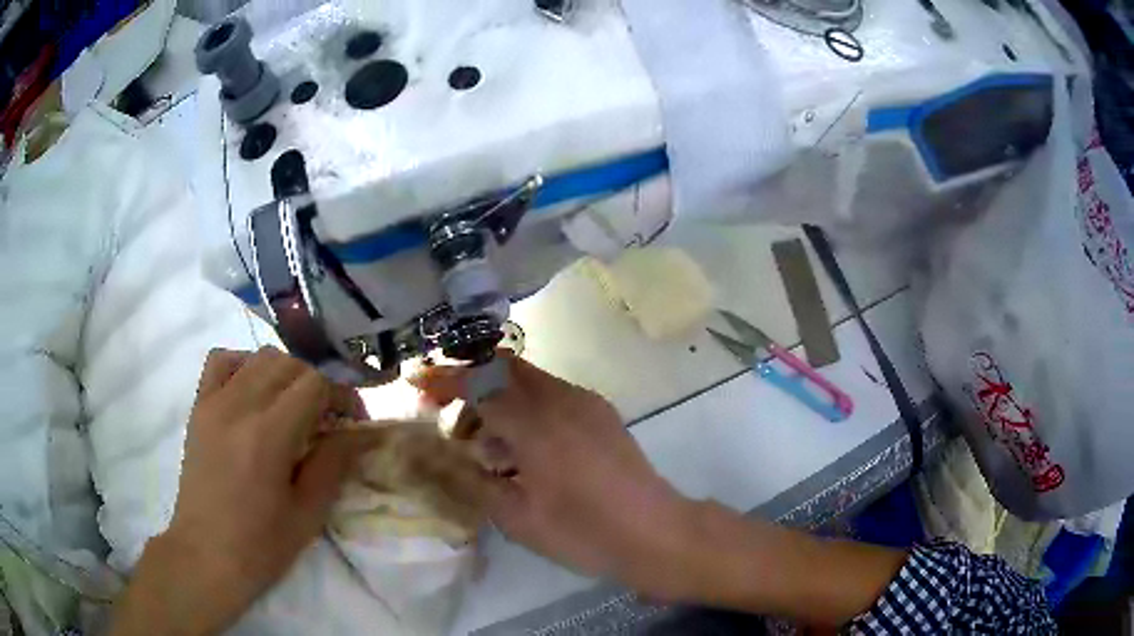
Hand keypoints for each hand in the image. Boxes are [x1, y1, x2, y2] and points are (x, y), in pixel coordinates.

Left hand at [111, 347, 381, 635]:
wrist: (202, 556)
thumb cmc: (258, 547)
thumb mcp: (306, 516)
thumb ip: (330, 465)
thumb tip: (352, 432)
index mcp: (264, 435)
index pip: (313, 384)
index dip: (341, 395)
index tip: (353, 420)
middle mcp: (235, 406)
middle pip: (287, 364)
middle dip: (317, 384)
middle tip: (328, 419)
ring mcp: (211, 403)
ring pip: (257, 358)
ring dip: (284, 374)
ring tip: (293, 408)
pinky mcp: (198, 409)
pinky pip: (220, 363)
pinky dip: (243, 366)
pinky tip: (252, 393)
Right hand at [416, 356, 907, 623]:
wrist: (655, 533)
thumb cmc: (583, 532)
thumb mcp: (516, 517)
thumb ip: (469, 480)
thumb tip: (433, 457)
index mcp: (535, 423)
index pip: (477, 383)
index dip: (443, 382)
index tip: (418, 387)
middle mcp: (560, 398)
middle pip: (503, 367)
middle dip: (470, 382)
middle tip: (451, 419)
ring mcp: (585, 402)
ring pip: (527, 379)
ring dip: (498, 397)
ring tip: (486, 446)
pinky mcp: (601, 413)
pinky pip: (551, 393)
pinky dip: (525, 406)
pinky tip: (523, 448)